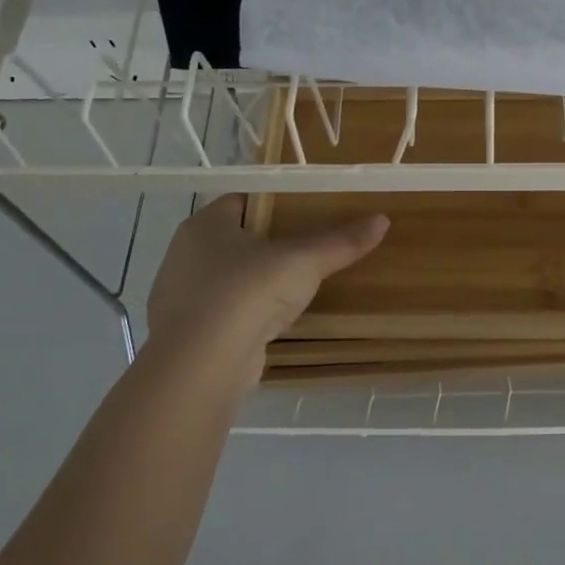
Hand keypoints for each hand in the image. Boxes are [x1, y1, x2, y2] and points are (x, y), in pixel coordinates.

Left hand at [143, 195, 388, 394]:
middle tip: (310, 248)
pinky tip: (274, 322)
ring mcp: (182, 295)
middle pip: (237, 239)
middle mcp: (186, 253)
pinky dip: (248, 314)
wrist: (203, 364)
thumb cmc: (248, 293)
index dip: (276, 203)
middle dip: (271, 244)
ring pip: (231, 278)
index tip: (309, 212)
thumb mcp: (303, 261)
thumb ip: (341, 241)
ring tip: (298, 286)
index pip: (243, 200)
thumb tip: (382, 220)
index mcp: (205, 224)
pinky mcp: (189, 332)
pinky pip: (226, 312)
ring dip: (258, 282)